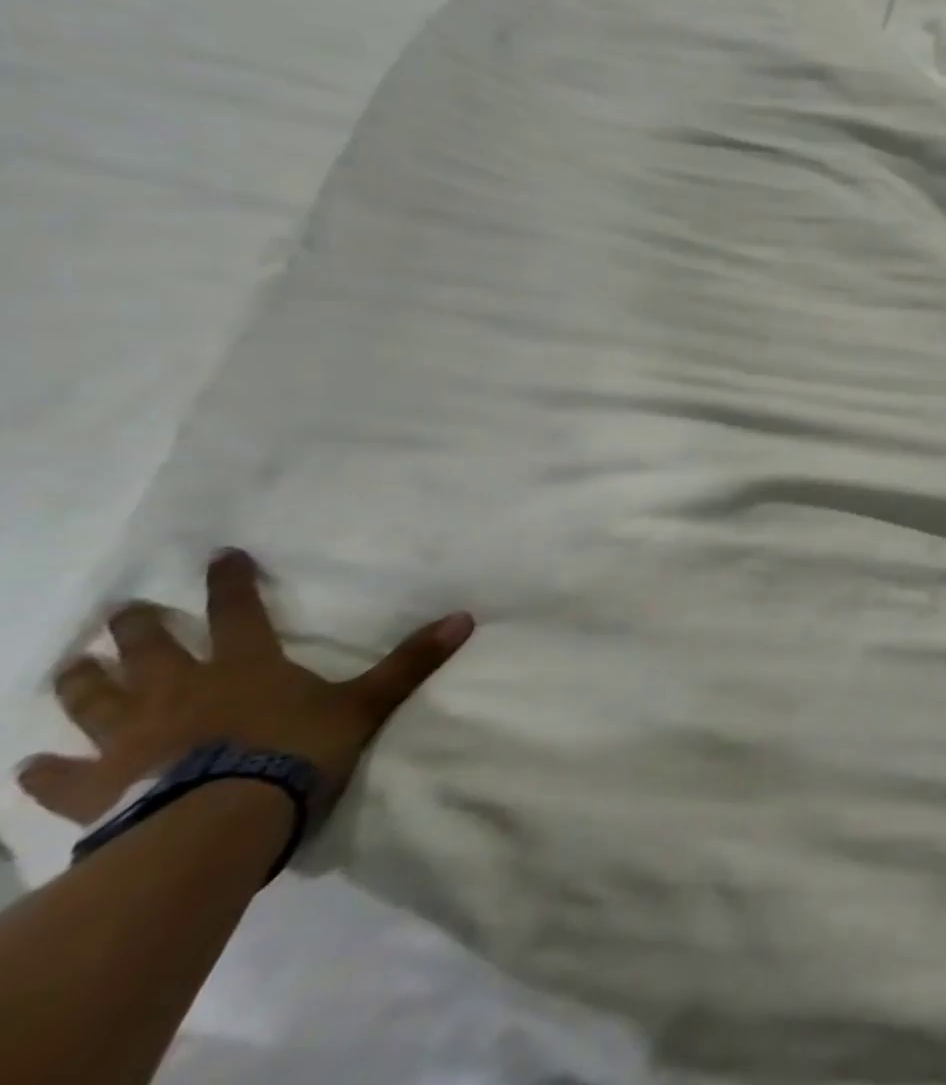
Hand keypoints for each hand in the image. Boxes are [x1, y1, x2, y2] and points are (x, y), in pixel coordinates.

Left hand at [17, 550, 472, 825]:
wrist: (218, 825)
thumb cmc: (294, 754)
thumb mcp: (364, 705)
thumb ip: (409, 664)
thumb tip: (465, 617)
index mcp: (244, 666)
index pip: (238, 610)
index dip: (230, 581)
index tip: (219, 556)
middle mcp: (180, 690)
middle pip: (151, 648)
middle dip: (139, 626)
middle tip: (124, 610)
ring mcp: (130, 739)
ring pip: (95, 700)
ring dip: (82, 681)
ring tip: (70, 665)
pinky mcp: (94, 789)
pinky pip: (59, 778)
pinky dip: (44, 771)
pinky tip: (29, 767)